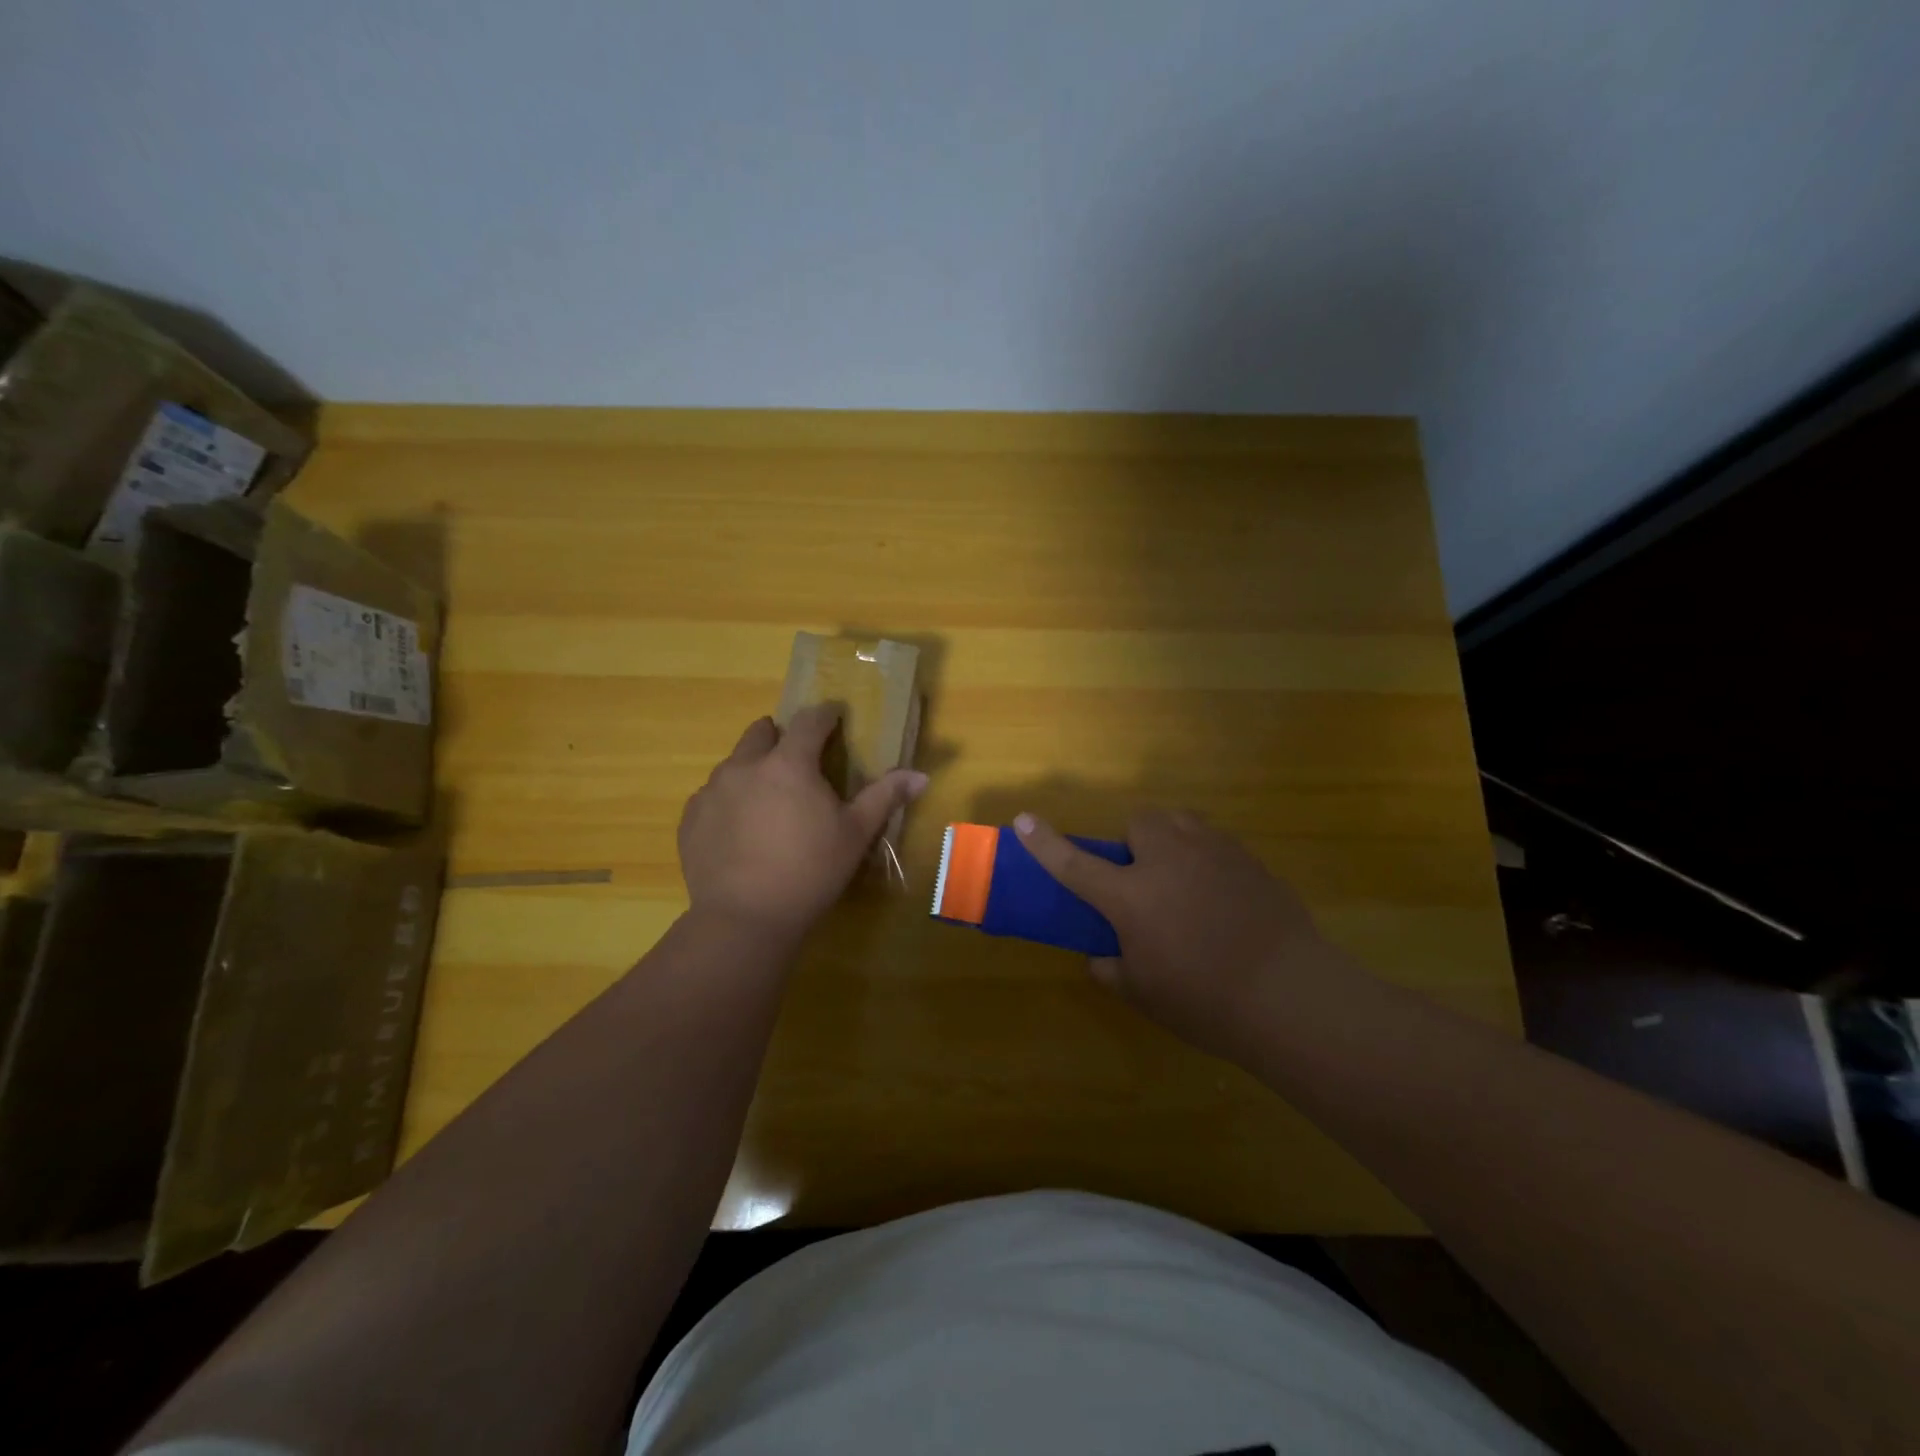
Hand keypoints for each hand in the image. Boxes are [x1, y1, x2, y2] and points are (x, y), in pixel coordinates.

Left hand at [679, 706, 928, 940]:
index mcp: (789, 763)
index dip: (826, 714)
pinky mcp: (690, 819)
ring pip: (733, 763)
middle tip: (798, 760)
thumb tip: (921, 775)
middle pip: (761, 732)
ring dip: (752, 769)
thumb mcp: (856, 834)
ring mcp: (712, 792)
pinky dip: (728, 801)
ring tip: (768, 800)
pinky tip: (740, 830)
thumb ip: (885, 797)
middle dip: (781, 736)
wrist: (745, 918)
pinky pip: (711, 796)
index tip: (835, 715)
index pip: (810, 721)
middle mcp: (745, 766)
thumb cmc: (810, 870)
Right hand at [1013, 809, 1342, 1062]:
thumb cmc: (1205, 1000)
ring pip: (1180, 823)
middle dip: (1134, 842)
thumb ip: (1112, 969)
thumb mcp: (1144, 995)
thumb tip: (1102, 957)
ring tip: (1183, 880)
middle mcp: (1168, 860)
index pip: (1074, 863)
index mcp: (1131, 895)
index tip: (1023, 819)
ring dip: (1170, 842)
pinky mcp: (1248, 859)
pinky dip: (1206, 859)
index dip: (1044, 842)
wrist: (1291, 995)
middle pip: (1139, 822)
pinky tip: (1222, 897)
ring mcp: (1213, 853)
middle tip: (1144, 880)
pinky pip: (1214, 843)